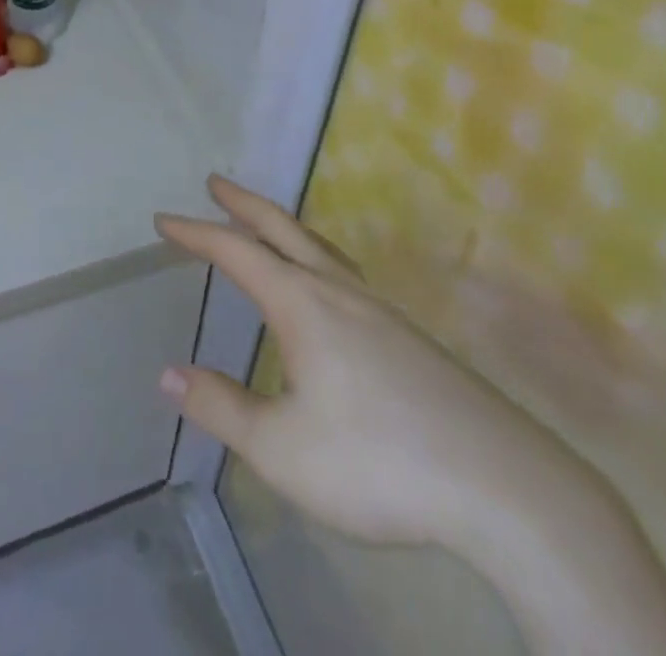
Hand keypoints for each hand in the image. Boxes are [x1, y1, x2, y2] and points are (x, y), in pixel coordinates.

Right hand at [155, 177, 599, 556]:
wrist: (501, 484)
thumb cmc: (378, 462)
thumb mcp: (282, 449)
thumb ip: (222, 408)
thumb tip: (167, 374)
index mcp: (303, 305)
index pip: (237, 252)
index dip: (196, 233)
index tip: (164, 220)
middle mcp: (339, 291)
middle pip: (283, 229)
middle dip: (244, 204)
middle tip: (215, 182)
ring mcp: (380, 309)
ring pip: (320, 247)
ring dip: (283, 227)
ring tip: (264, 226)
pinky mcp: (408, 335)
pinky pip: (345, 273)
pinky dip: (315, 256)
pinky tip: (326, 288)